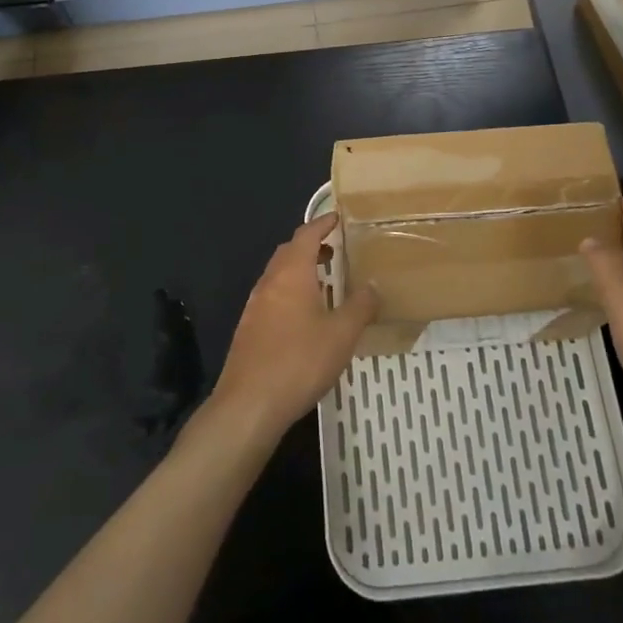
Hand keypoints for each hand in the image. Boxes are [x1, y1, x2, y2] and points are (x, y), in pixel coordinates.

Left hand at [209, 214, 377, 441]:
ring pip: (279, 275)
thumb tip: (373, 286)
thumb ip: (360, 307)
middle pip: (289, 252)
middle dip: (311, 245)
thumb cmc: (299, 361)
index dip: (322, 223)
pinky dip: (290, 292)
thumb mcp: (341, 335)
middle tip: (335, 248)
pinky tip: (305, 316)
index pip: (306, 235)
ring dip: (300, 270)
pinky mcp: (249, 329)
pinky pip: (272, 296)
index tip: (337, 217)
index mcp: (291, 273)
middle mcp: (270, 282)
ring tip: (325, 282)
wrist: (248, 404)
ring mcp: (255, 305)